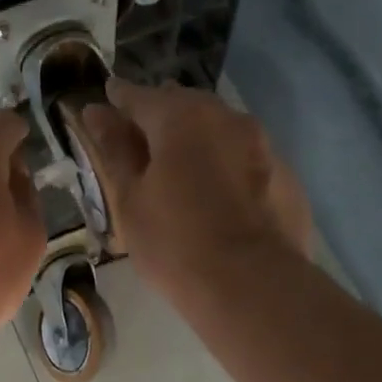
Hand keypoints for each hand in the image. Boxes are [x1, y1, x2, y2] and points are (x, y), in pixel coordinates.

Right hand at [80, 80, 311, 295]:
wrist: (252, 285)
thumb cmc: (174, 242)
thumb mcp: (130, 198)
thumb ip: (114, 149)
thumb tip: (96, 111)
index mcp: (181, 117)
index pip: (139, 95)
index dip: (118, 98)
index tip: (103, 101)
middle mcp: (226, 117)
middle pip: (183, 105)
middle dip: (159, 115)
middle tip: (139, 138)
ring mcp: (263, 144)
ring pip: (218, 129)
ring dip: (195, 138)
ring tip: (178, 164)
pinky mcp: (285, 175)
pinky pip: (245, 157)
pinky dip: (225, 164)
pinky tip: (216, 193)